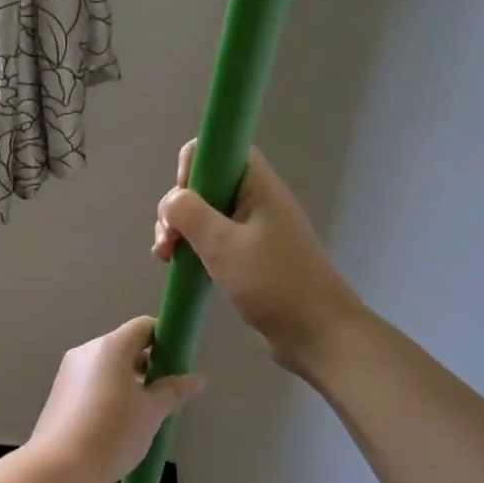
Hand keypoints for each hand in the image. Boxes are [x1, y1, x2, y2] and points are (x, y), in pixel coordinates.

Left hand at [28, 317, 203, 482]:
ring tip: (142, 415)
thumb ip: (173, 391)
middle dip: (148, 365)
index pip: (144, 326)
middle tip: (164, 395)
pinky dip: (109, 392)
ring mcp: (69, 371)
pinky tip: (116, 424)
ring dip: (129, 381)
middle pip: (125, 345)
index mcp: (111, 347)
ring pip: (108, 366)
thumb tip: (196, 379)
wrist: (57, 469)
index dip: (165, 340)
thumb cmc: (111, 433)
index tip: (177, 365)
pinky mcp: (59, 393)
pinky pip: (92, 382)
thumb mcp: (151, 413)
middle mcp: (87, 351)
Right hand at [153, 141, 364, 374]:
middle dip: (178, 207)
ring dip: (180, 230)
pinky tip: (177, 266)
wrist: (317, 333)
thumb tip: (171, 200)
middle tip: (168, 240)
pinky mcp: (248, 255)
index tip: (181, 204)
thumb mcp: (224, 246)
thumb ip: (190, 214)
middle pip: (205, 183)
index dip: (193, 169)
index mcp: (257, 185)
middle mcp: (255, 199)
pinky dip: (192, 247)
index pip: (218, 150)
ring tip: (166, 258)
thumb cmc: (273, 283)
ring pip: (205, 213)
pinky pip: (213, 238)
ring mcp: (253, 228)